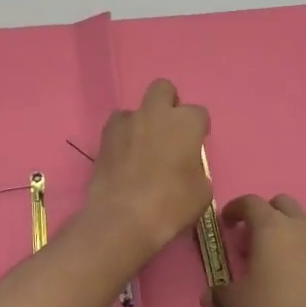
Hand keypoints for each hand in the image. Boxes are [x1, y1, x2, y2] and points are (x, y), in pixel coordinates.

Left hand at [84, 79, 212, 265]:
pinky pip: (117, 126)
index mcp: (185, 122)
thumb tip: (187, 167)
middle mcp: (156, 113)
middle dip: (168, 103)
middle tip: (169, 131)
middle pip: (163, 89)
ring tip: (142, 147)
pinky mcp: (104, 137)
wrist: (124, 217)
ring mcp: (127, 122)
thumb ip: (196, 169)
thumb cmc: (172, 204)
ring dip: (142, 122)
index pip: (199, 113)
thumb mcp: (201, 191)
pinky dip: (122, 136)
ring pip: (136, 108)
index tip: (196, 145)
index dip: (199, 129)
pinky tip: (124, 156)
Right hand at [213, 194, 305, 306]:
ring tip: (277, 261)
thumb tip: (209, 296)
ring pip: (304, 224)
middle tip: (253, 239)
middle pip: (282, 204)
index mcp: (271, 228)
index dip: (235, 209)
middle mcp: (301, 227)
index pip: (251, 202)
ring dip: (288, 233)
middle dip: (265, 214)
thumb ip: (220, 294)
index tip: (227, 222)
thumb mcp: (236, 305)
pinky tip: (301, 279)